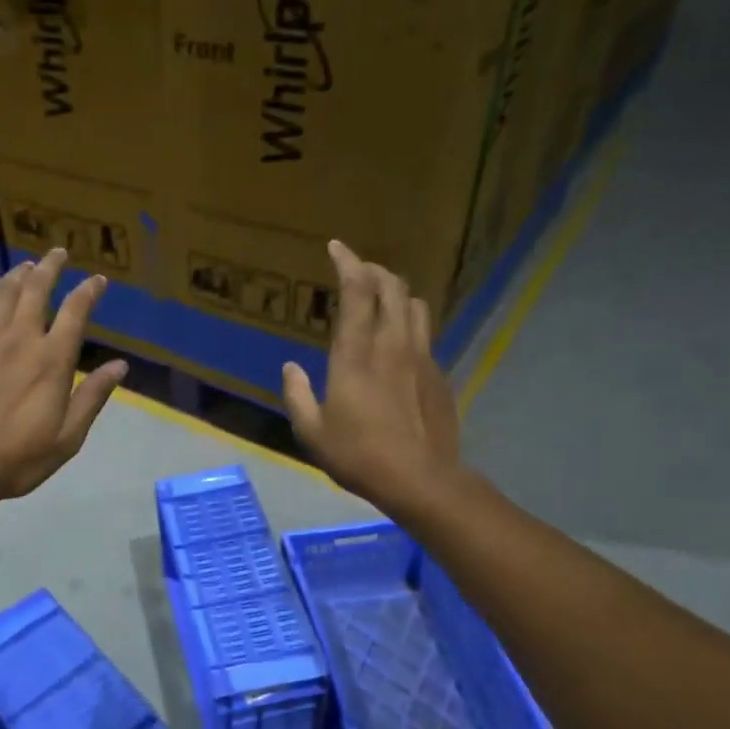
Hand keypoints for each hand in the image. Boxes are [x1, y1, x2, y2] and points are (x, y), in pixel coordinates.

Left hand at [0, 248, 127, 515]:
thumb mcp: (68, 436)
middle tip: (58, 252)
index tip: (98, 280)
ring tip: (28, 265)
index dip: (88, 291)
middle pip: (36, 289)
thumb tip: (120, 365)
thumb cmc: (19, 457)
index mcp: (52, 360)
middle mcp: (20, 340)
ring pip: (4, 294)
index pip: (75, 312)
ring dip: (19, 275)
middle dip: (50, 266)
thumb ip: (93, 397)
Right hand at [282, 240, 462, 523]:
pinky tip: (398, 342)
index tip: (336, 247)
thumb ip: (297, 395)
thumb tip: (291, 368)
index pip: (356, 291)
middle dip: (373, 269)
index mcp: (355, 355)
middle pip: (391, 287)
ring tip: (380, 298)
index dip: (347, 262)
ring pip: (415, 304)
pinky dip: (409, 322)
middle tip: (357, 270)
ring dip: (396, 292)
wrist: (422, 480)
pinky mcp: (438, 374)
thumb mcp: (312, 432)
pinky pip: (425, 333)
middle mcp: (391, 345)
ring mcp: (420, 357)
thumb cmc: (359, 457)